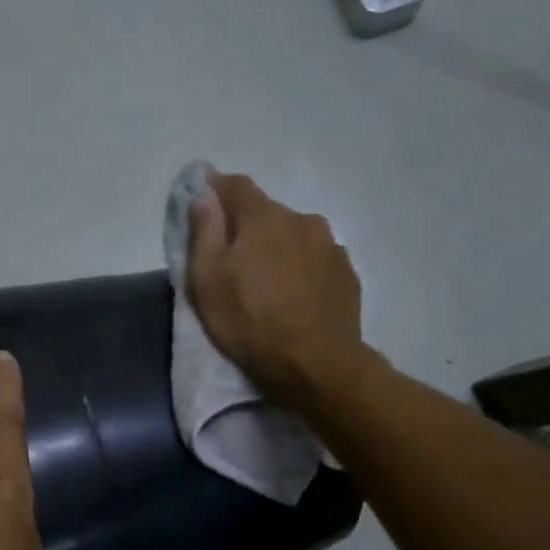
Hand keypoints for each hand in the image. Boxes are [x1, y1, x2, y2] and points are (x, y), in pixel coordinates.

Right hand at [186, 171, 372, 408]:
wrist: (315, 364)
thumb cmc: (250, 322)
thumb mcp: (207, 281)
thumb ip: (203, 233)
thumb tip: (202, 196)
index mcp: (264, 217)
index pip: (236, 185)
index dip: (216, 190)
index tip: (203, 203)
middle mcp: (302, 219)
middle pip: (267, 213)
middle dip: (248, 228)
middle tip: (233, 260)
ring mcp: (331, 246)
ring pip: (294, 237)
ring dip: (278, 250)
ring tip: (267, 283)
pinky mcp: (347, 274)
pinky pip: (316, 261)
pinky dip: (301, 270)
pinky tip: (294, 298)